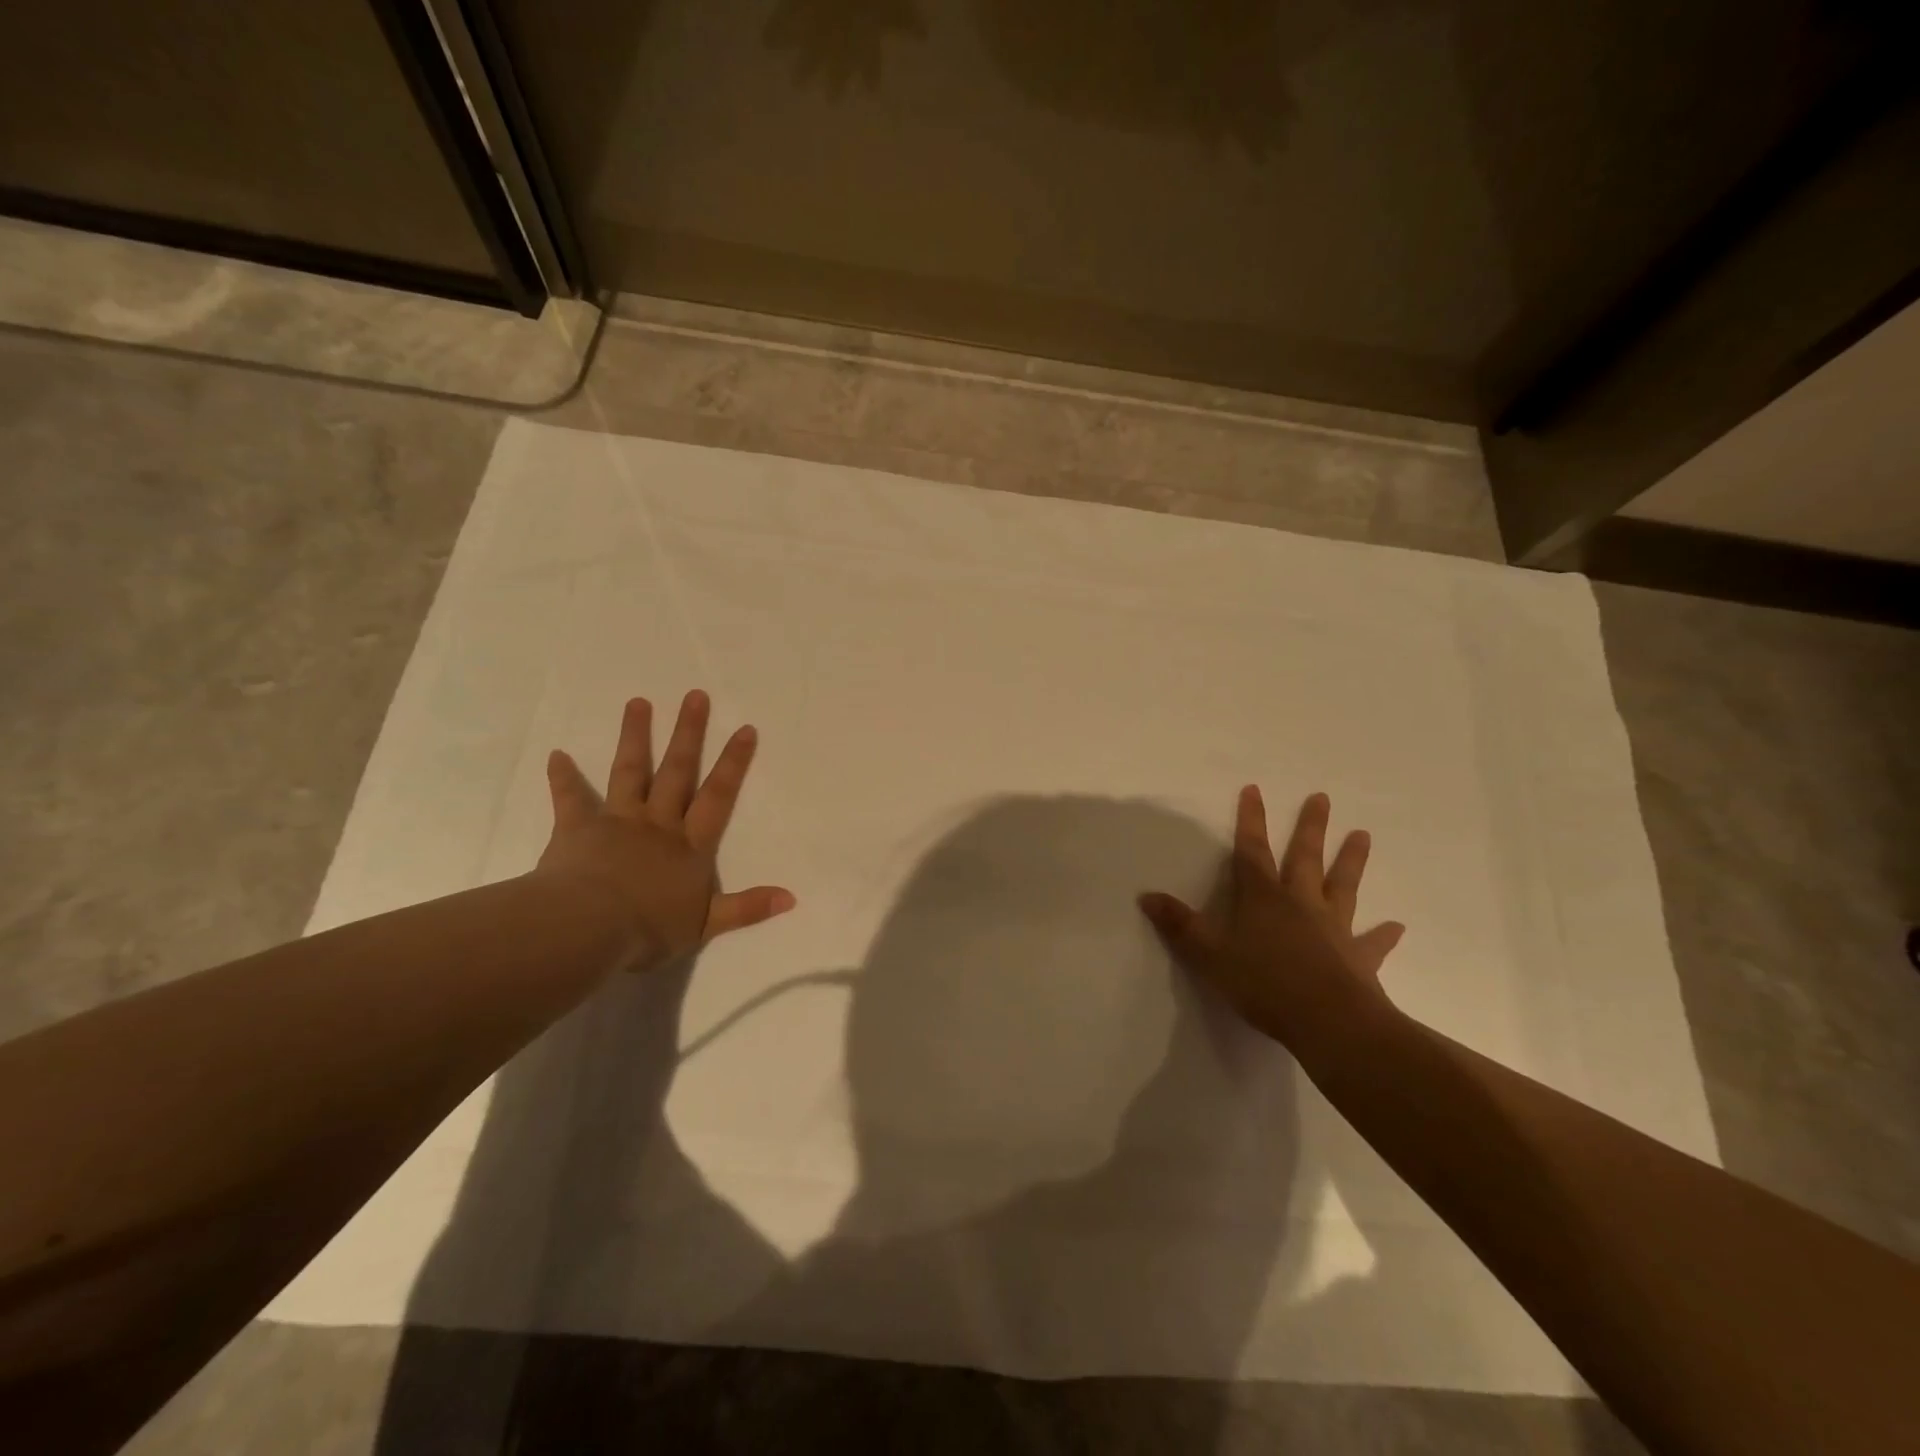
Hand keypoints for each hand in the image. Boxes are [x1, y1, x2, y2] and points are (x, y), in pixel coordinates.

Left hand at [535, 690, 794, 970]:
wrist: (588, 929)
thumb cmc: (650, 928)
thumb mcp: (707, 925)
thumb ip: (747, 908)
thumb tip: (792, 897)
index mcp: (689, 845)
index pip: (717, 797)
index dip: (733, 763)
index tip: (745, 728)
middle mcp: (658, 824)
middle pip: (676, 772)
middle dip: (688, 734)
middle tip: (695, 695)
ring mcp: (617, 822)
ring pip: (630, 773)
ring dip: (635, 738)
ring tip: (639, 702)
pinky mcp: (577, 829)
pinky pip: (570, 799)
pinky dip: (563, 777)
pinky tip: (556, 755)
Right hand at [1138, 787, 1404, 1045]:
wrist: (1328, 1022)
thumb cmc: (1263, 983)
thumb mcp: (1208, 955)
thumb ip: (1179, 925)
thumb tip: (1146, 896)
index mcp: (1263, 898)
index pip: (1252, 851)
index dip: (1251, 820)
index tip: (1254, 789)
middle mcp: (1301, 903)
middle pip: (1304, 857)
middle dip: (1310, 827)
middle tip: (1322, 797)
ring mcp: (1334, 928)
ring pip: (1342, 886)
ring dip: (1351, 861)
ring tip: (1363, 835)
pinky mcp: (1358, 958)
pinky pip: (1372, 942)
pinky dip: (1382, 934)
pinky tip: (1396, 926)